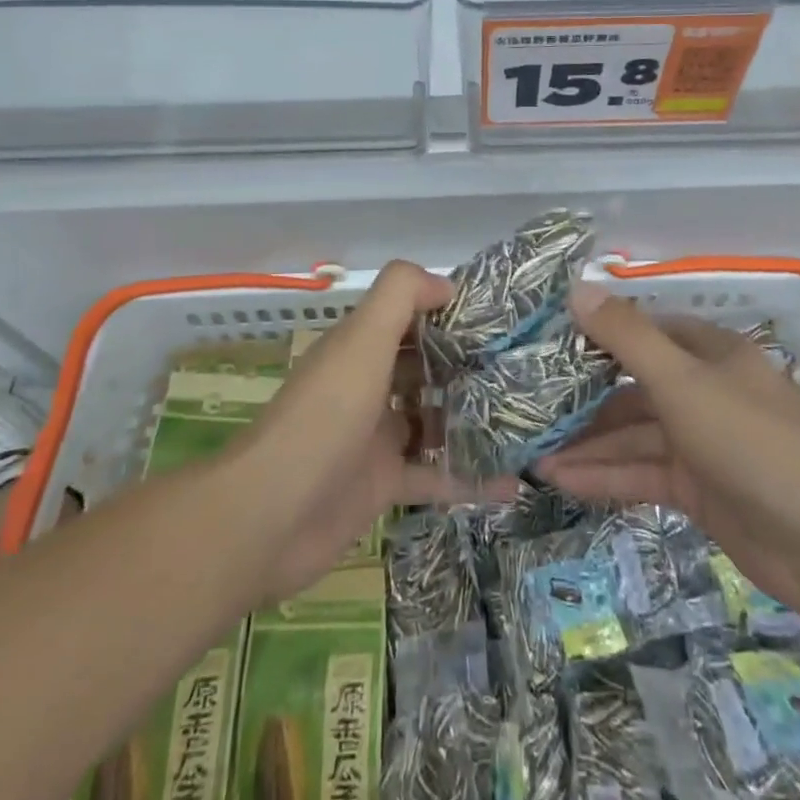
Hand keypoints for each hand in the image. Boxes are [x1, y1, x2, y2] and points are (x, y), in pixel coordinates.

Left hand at [223, 261, 508, 602]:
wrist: (270, 515)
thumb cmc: (325, 416)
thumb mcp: (362, 340)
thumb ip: (400, 296)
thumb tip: (446, 283)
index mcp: (360, 348)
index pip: (409, 317)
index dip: (448, 311)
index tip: (499, 316)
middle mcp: (368, 385)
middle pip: (424, 367)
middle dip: (468, 364)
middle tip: (524, 367)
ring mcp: (376, 437)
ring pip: (433, 419)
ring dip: (473, 419)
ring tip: (528, 417)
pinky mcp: (383, 484)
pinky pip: (435, 475)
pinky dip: (470, 479)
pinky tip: (513, 484)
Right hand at [539, 295, 799, 615]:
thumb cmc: (749, 439)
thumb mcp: (681, 379)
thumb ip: (626, 336)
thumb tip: (576, 288)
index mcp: (710, 353)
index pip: (646, 332)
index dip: (600, 334)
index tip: (551, 343)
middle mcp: (705, 391)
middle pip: (634, 387)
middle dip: (585, 398)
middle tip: (531, 404)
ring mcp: (701, 443)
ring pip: (634, 434)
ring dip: (588, 443)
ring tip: (532, 452)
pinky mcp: (697, 490)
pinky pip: (642, 473)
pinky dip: (605, 475)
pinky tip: (561, 480)